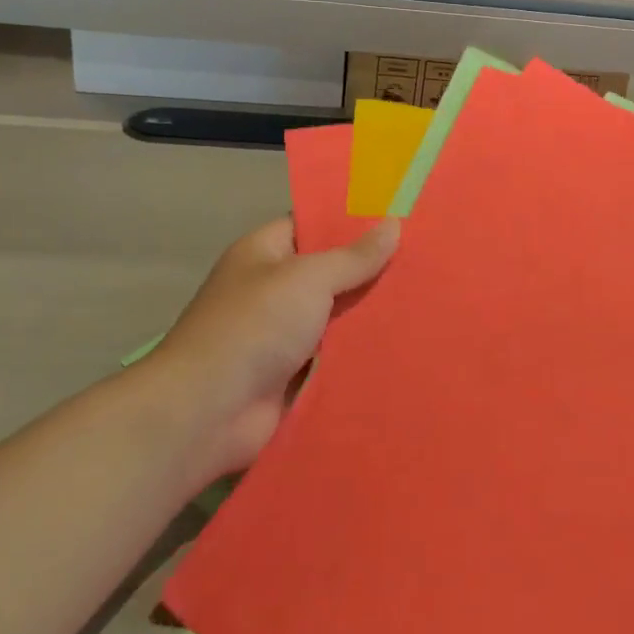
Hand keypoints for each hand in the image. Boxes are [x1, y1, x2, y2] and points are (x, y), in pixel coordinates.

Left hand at [154, 218, 398, 480]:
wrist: (207, 413)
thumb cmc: (254, 327)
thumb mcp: (308, 278)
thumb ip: (353, 257)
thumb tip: (393, 225)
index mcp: (263, 254)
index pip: (310, 226)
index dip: (351, 222)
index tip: (398, 220)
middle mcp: (271, 291)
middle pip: (328, 273)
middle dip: (370, 271)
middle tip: (424, 263)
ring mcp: (280, 336)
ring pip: (335, 317)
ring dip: (369, 315)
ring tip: (426, 303)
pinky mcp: (292, 376)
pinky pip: (334, 357)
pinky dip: (359, 354)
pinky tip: (403, 346)